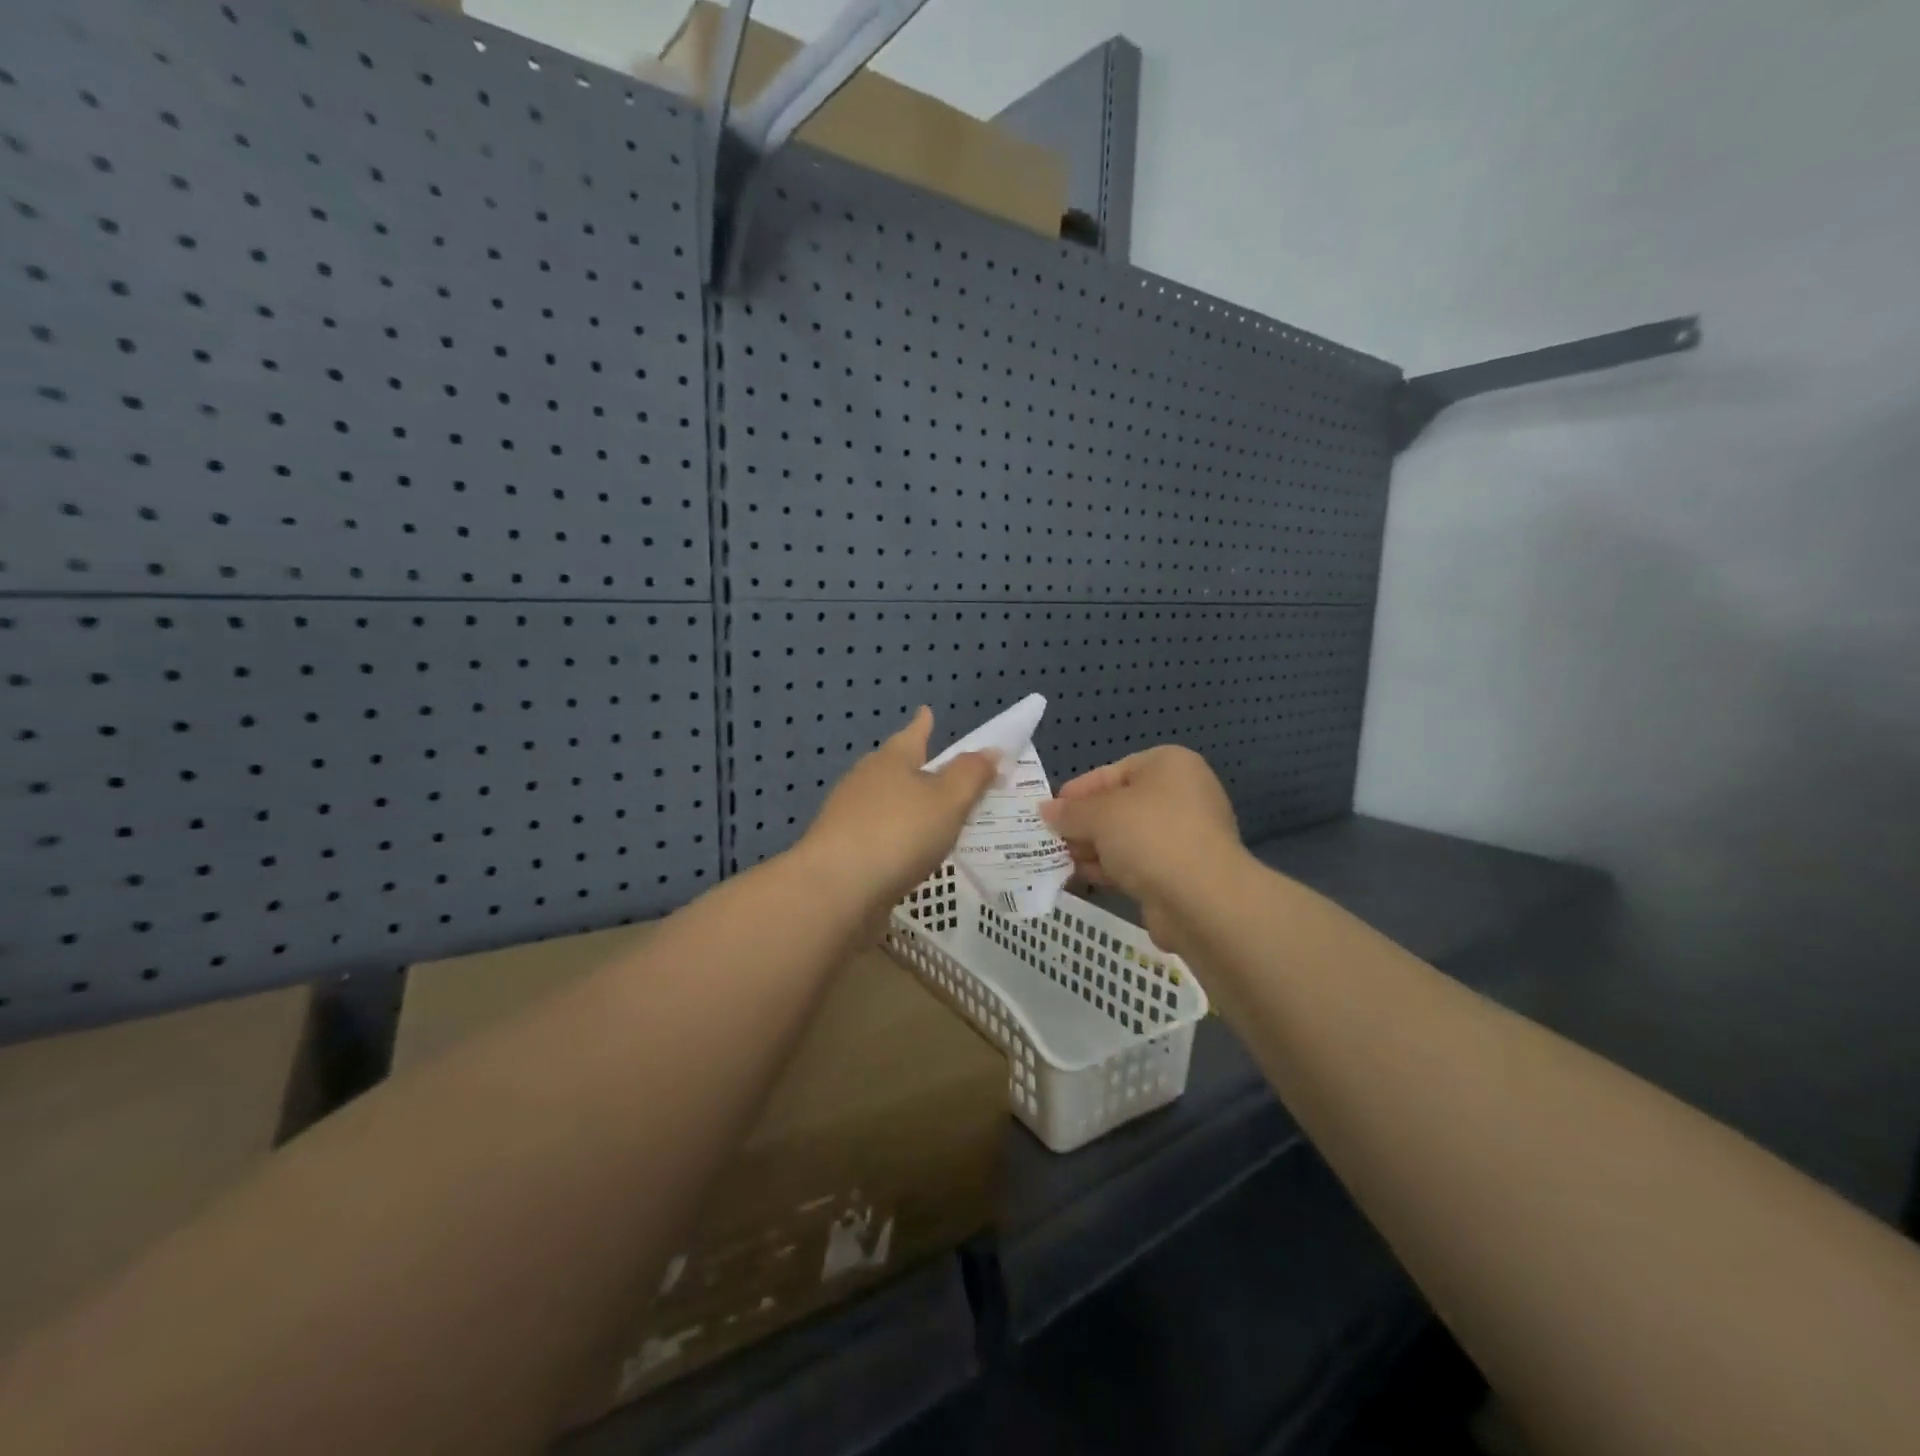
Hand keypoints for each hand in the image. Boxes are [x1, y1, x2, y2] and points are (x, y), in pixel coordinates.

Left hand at [795, 707, 998, 915]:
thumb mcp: (948, 800)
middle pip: (894, 766)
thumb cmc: (898, 833)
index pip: (913, 734)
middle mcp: (865, 781)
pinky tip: (907, 853)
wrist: (835, 890)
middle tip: (937, 768)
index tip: (926, 711)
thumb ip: (971, 775)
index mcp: (891, 761)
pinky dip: (894, 837)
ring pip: (883, 801)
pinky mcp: (841, 851)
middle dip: (914, 766)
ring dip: (904, 805)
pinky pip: (877, 834)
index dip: (923, 724)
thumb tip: (989, 750)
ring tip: (929, 814)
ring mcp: (848, 816)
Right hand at [1039, 746, 1243, 951]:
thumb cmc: (1149, 836)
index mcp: (1169, 766)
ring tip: (1058, 860)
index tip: (1049, 810)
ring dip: (1094, 848)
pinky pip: (1138, 863)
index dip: (1078, 791)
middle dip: (1084, 823)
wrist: (1201, 898)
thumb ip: (1070, 812)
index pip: (1112, 772)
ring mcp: (1185, 835)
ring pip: (1127, 837)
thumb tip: (1045, 810)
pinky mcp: (1182, 872)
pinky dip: (1111, 869)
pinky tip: (1081, 877)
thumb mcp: (1099, 816)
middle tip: (1049, 838)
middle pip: (1120, 805)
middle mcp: (1182, 795)